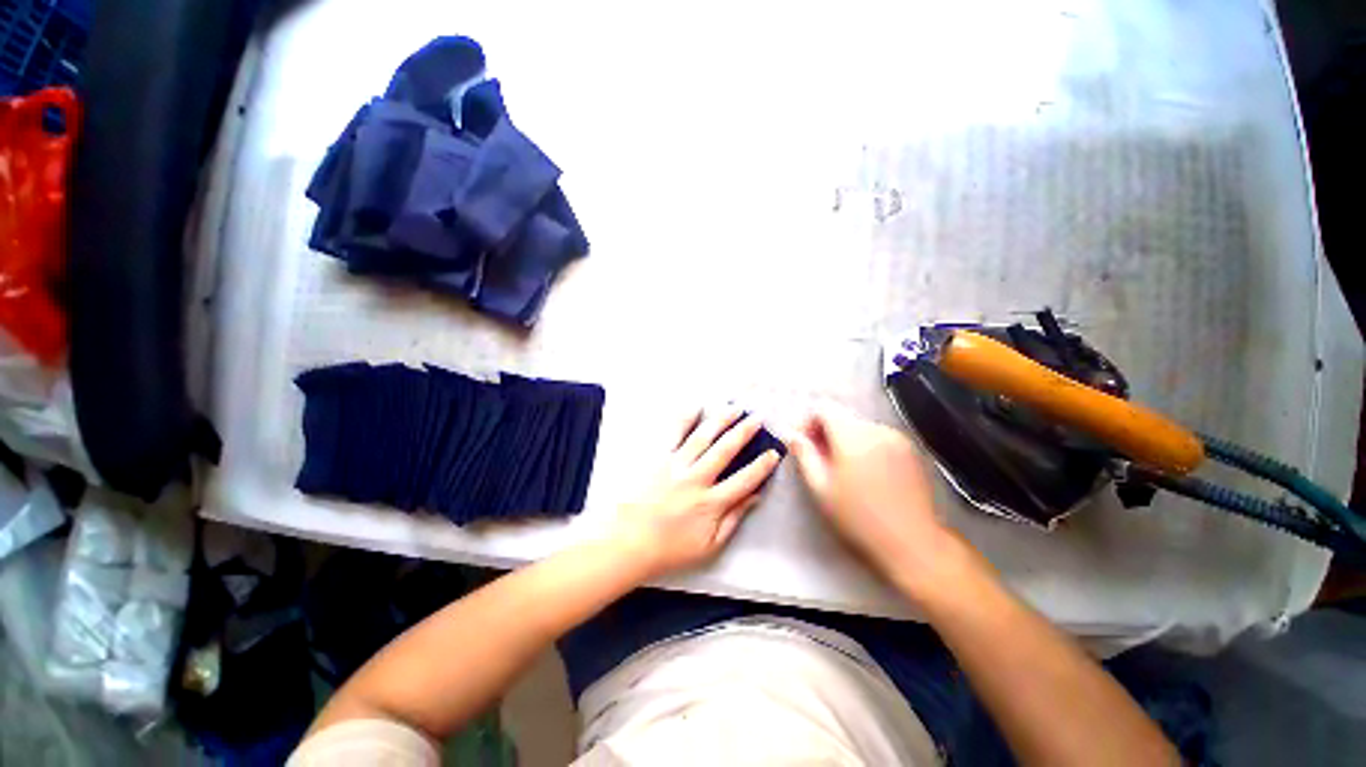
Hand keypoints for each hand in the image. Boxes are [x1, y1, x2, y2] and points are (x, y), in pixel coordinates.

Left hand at [611, 408, 782, 578]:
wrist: (628, 542)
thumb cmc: (670, 548)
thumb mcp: (709, 545)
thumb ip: (733, 519)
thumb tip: (754, 497)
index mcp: (711, 503)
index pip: (745, 480)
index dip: (762, 466)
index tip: (774, 452)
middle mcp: (696, 479)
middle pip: (725, 450)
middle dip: (744, 432)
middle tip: (757, 417)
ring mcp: (676, 465)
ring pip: (703, 437)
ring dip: (720, 420)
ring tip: (734, 407)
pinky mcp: (657, 458)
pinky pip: (672, 434)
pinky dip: (684, 418)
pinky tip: (695, 406)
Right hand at [790, 403, 988, 601]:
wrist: (913, 543)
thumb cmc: (859, 518)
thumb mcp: (820, 488)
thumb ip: (804, 454)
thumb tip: (792, 435)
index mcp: (853, 435)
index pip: (823, 408)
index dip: (807, 422)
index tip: (802, 444)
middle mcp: (877, 428)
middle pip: (841, 416)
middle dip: (824, 432)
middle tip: (816, 459)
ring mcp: (897, 438)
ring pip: (859, 427)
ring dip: (843, 439)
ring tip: (840, 469)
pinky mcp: (910, 451)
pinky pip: (877, 437)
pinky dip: (863, 446)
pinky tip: (863, 473)